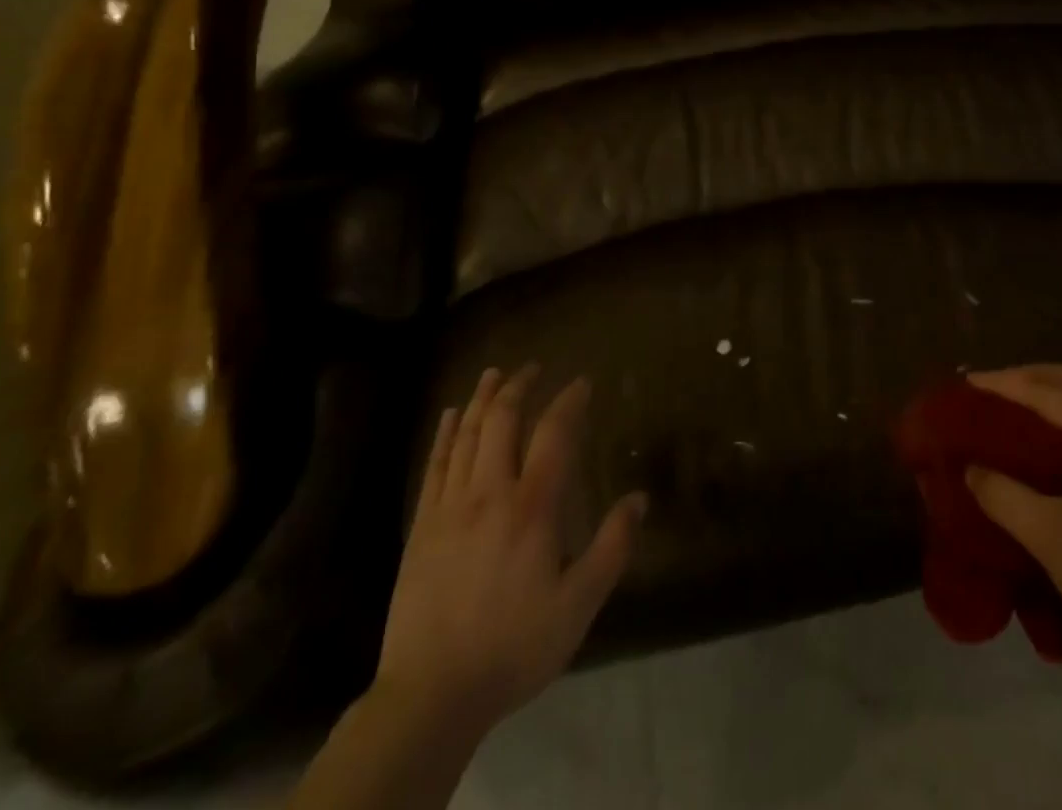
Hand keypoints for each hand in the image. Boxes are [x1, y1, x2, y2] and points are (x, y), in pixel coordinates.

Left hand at [372, 366, 647, 735]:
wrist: (431, 695)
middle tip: (533, 367)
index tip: (582, 382)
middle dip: (520, 387)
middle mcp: (490, 493)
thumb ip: (612, 547)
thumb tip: (639, 498)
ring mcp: (450, 507)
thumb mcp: (578, 606)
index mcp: (532, 507)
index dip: (569, 401)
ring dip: (481, 399)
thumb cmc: (514, 647)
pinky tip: (449, 417)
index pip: (554, 434)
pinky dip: (445, 434)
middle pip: (502, 421)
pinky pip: (434, 465)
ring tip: (494, 374)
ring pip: (466, 435)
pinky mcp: (422, 527)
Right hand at [965, 364, 1061, 684]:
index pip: (1051, 392)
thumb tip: (971, 469)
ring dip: (1058, 393)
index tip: (970, 382)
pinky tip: (1058, 439)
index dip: (1007, 383)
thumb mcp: (1049, 537)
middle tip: (995, 386)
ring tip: (1020, 404)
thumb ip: (1003, 496)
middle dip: (1034, 375)